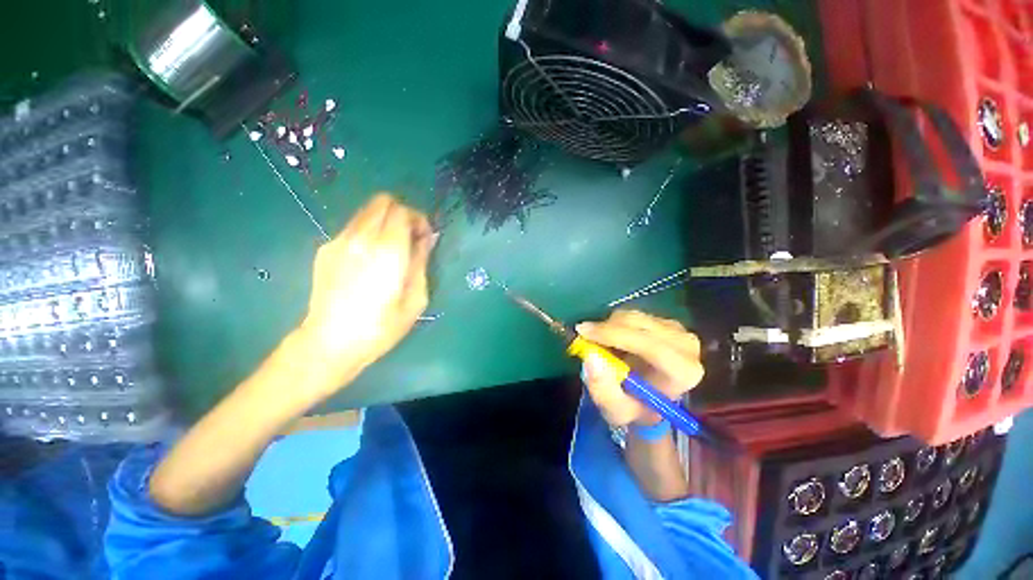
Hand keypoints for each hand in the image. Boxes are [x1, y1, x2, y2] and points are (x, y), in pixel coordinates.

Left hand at [297, 194, 435, 390]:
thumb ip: (421, 262)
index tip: (424, 237)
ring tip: (390, 249)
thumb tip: (426, 239)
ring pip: (366, 212)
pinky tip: (368, 260)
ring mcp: (339, 241)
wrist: (330, 342)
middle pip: (383, 202)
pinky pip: (352, 228)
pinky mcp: (325, 249)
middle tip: (410, 237)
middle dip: (402, 213)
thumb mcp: (416, 298)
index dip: (419, 219)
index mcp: (388, 250)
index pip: (403, 211)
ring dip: (384, 222)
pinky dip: (367, 233)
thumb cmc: (381, 326)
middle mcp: (362, 238)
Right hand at [576, 310, 703, 426]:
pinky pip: (632, 315)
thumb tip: (591, 357)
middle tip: (583, 336)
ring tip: (600, 344)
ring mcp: (678, 330)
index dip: (614, 335)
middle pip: (639, 324)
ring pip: (633, 316)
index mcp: (682, 372)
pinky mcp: (666, 321)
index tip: (583, 332)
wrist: (649, 400)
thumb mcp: (615, 410)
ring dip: (609, 326)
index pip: (649, 345)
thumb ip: (602, 388)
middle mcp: (686, 346)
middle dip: (606, 329)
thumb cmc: (634, 407)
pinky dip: (615, 323)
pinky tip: (612, 339)